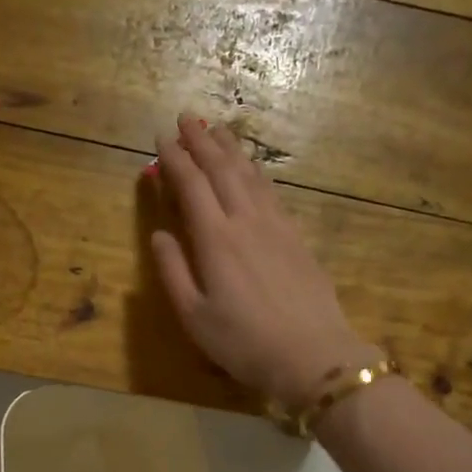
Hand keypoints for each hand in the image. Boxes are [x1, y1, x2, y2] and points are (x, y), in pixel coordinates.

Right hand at [149, 115, 378, 410]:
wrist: (313, 355)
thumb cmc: (244, 342)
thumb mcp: (195, 316)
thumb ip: (173, 272)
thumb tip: (159, 234)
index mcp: (216, 240)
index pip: (192, 186)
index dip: (175, 160)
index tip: (161, 137)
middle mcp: (246, 222)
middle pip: (222, 170)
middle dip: (202, 141)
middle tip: (187, 117)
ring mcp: (277, 226)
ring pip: (250, 176)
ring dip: (231, 150)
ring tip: (217, 129)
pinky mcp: (297, 237)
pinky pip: (272, 192)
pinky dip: (256, 173)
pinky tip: (253, 170)